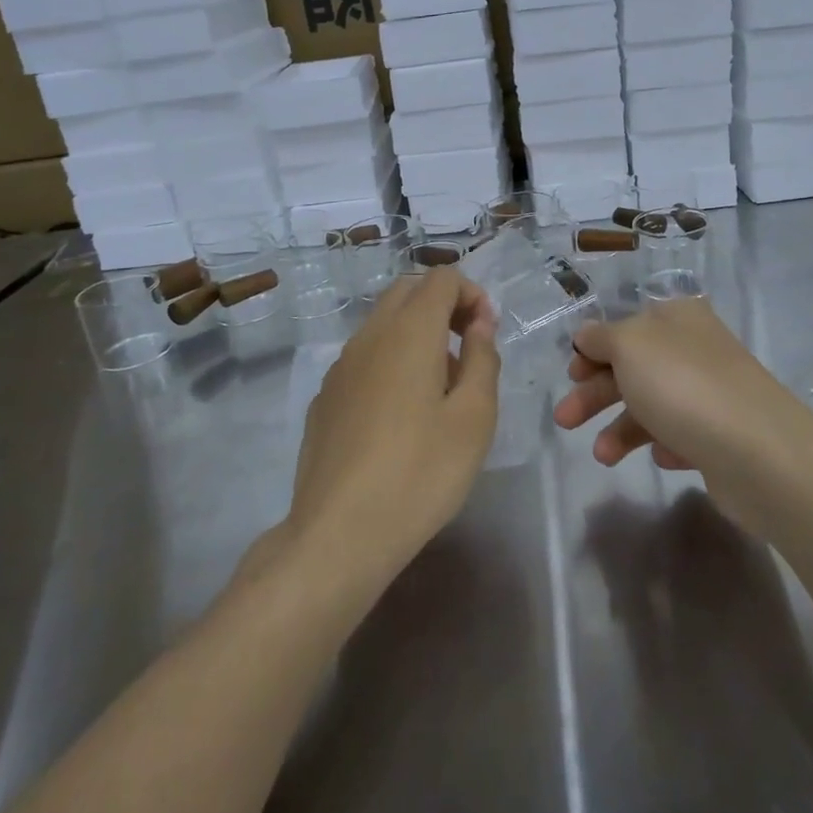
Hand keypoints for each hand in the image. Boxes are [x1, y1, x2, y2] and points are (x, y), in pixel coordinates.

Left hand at [284, 271, 500, 594]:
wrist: (339, 533)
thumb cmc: (421, 473)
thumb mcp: (474, 418)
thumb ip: (482, 359)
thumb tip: (479, 324)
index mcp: (409, 332)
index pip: (441, 279)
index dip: (471, 294)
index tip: (488, 332)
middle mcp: (369, 336)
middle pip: (408, 291)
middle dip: (443, 305)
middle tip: (469, 347)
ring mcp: (340, 366)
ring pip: (382, 323)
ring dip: (417, 332)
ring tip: (440, 385)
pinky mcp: (324, 397)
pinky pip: (364, 357)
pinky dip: (390, 359)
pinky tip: (401, 413)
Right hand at [553, 297, 812, 536]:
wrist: (757, 451)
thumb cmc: (682, 385)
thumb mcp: (628, 345)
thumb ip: (601, 337)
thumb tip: (588, 335)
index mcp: (676, 318)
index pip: (625, 326)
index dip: (593, 349)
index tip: (571, 374)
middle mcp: (695, 349)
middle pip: (633, 367)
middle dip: (595, 394)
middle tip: (565, 420)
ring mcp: (712, 392)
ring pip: (653, 404)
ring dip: (621, 428)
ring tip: (603, 455)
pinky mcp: (722, 435)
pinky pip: (681, 435)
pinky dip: (663, 444)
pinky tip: (663, 457)